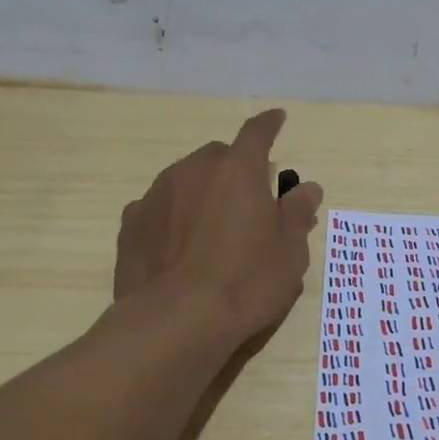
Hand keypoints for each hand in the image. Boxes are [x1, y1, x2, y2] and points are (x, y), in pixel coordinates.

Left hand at [115, 109, 324, 342]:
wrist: (176, 320)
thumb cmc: (247, 281)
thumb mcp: (290, 251)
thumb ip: (297, 213)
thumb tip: (307, 188)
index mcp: (238, 170)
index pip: (257, 132)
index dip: (270, 124)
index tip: (278, 118)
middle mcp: (194, 170)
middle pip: (218, 157)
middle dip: (234, 169)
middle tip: (247, 201)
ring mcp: (157, 194)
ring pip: (185, 180)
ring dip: (201, 193)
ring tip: (212, 229)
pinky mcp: (132, 223)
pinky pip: (159, 208)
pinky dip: (173, 217)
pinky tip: (178, 247)